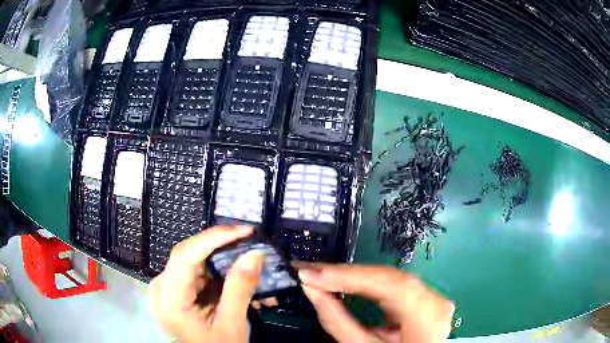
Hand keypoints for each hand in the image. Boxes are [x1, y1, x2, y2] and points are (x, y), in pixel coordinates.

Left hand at [150, 225, 262, 342]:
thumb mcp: (231, 324)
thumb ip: (240, 289)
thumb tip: (255, 254)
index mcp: (168, 299)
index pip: (184, 256)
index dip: (213, 238)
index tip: (244, 230)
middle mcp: (162, 287)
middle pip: (188, 255)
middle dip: (220, 246)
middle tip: (249, 240)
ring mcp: (168, 288)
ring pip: (194, 260)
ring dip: (221, 257)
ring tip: (246, 254)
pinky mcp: (177, 291)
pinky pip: (197, 272)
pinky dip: (217, 270)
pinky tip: (235, 272)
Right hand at [296, 263, 453, 342]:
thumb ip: (338, 322)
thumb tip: (312, 290)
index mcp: (426, 315)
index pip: (388, 284)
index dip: (347, 276)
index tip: (311, 274)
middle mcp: (433, 300)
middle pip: (387, 277)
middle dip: (345, 274)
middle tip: (309, 270)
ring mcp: (430, 296)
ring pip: (388, 277)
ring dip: (352, 276)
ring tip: (321, 274)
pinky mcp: (421, 297)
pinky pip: (391, 284)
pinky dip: (365, 283)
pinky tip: (344, 281)